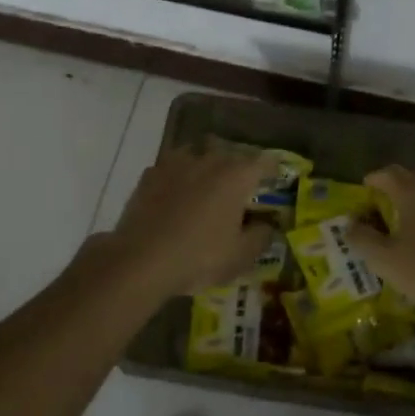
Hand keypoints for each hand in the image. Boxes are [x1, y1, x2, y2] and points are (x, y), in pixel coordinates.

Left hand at [102, 143, 277, 295]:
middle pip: (231, 154)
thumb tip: (266, 225)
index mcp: (237, 176)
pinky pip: (172, 168)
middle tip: (240, 189)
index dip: (273, 169)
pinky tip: (175, 195)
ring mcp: (176, 163)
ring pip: (198, 154)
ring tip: (205, 187)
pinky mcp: (150, 174)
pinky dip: (178, 177)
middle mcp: (209, 160)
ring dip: (206, 166)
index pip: (264, 161)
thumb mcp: (240, 256)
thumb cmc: (198, 257)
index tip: (275, 179)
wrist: (139, 261)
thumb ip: (261, 236)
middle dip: (238, 167)